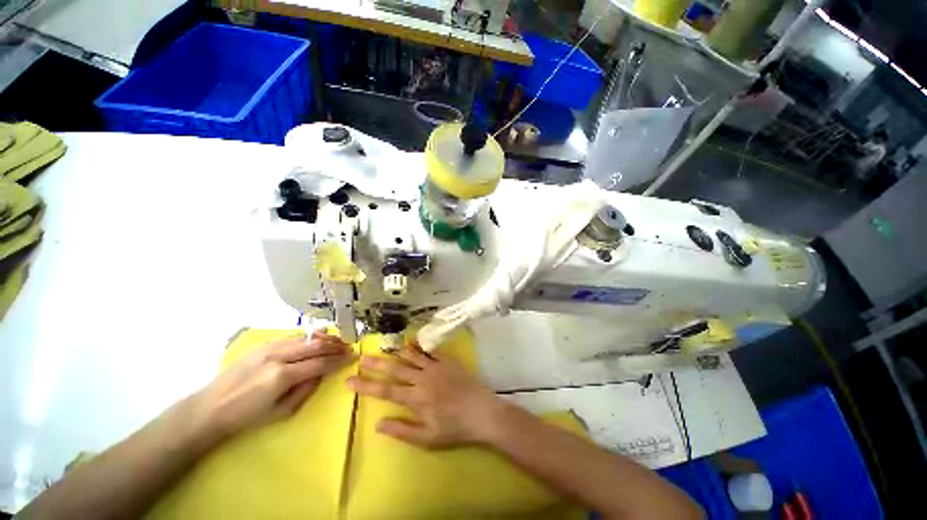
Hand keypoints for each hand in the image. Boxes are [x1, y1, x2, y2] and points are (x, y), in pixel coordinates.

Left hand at [189, 329, 352, 446]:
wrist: (210, 407)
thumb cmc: (246, 417)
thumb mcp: (281, 412)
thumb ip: (306, 390)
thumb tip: (321, 374)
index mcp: (283, 376)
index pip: (320, 362)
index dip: (339, 359)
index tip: (353, 356)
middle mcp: (278, 356)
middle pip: (316, 345)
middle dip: (336, 345)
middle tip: (349, 347)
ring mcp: (269, 347)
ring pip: (305, 337)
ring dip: (325, 338)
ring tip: (338, 341)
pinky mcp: (262, 345)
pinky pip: (292, 337)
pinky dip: (308, 336)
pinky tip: (317, 337)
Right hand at [347, 345, 504, 448]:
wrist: (482, 412)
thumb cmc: (455, 428)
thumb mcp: (427, 438)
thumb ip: (402, 430)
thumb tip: (377, 424)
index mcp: (416, 399)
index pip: (385, 391)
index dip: (366, 385)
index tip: (350, 380)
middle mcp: (423, 379)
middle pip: (395, 369)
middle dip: (377, 364)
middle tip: (362, 357)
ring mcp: (436, 367)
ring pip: (411, 356)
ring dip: (396, 352)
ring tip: (383, 346)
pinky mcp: (447, 360)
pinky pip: (430, 350)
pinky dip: (419, 346)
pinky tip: (411, 341)